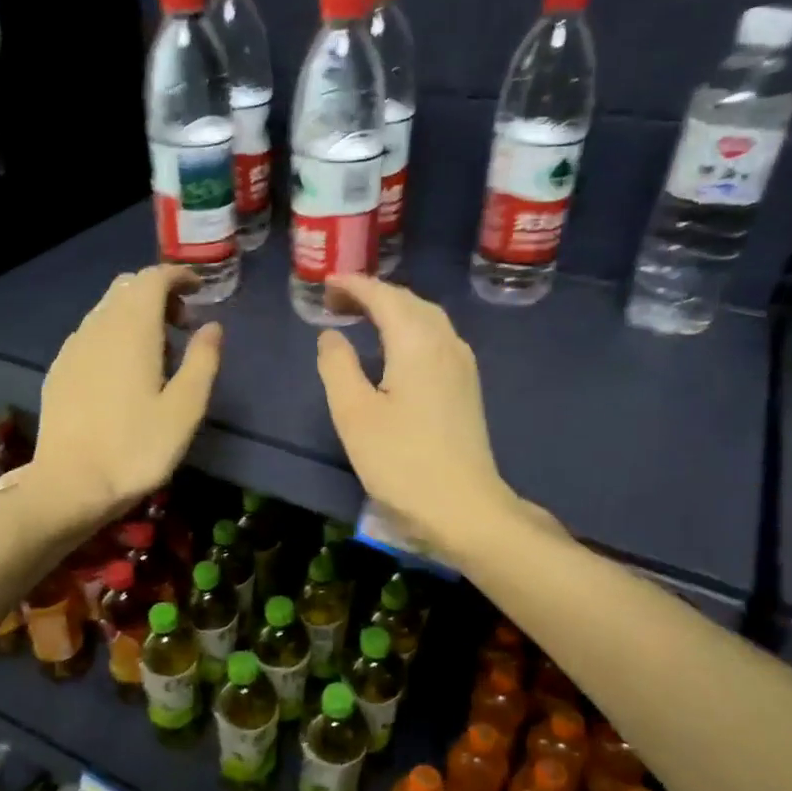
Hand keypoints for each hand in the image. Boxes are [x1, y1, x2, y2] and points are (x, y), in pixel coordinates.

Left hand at [31, 266, 222, 525]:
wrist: (70, 484)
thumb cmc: (137, 448)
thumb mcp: (185, 409)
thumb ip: (202, 361)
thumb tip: (212, 327)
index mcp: (132, 329)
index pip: (152, 278)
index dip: (178, 276)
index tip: (199, 290)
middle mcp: (98, 327)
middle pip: (126, 288)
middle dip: (157, 294)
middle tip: (182, 324)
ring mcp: (73, 347)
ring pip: (106, 310)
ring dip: (135, 316)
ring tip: (157, 353)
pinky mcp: (59, 370)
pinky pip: (91, 335)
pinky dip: (113, 335)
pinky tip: (123, 372)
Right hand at [315, 275, 522, 558]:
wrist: (462, 507)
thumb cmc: (401, 461)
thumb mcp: (353, 414)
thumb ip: (337, 366)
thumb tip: (331, 335)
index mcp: (417, 342)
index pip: (384, 296)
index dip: (353, 285)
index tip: (325, 283)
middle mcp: (445, 342)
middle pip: (408, 301)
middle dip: (372, 294)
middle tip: (336, 301)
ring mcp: (461, 364)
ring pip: (426, 319)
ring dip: (393, 310)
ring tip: (361, 318)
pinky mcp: (466, 386)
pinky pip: (435, 338)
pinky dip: (409, 329)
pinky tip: (394, 348)